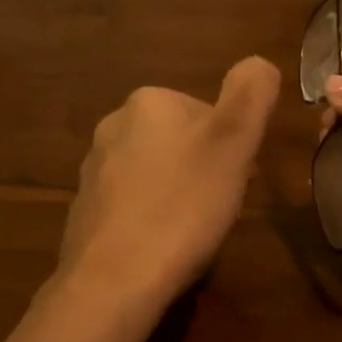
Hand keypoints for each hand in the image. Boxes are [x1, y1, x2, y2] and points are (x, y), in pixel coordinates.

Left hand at [57, 57, 280, 309]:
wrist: (115, 278)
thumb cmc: (184, 205)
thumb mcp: (234, 141)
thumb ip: (251, 92)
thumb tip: (257, 63)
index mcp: (148, 101)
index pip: (206, 113)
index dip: (230, 148)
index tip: (236, 180)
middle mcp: (113, 126)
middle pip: (179, 142)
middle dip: (203, 170)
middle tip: (216, 207)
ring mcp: (93, 170)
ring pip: (155, 173)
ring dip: (177, 194)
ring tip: (190, 232)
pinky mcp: (84, 210)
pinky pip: (131, 205)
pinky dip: (150, 219)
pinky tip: (160, 247)